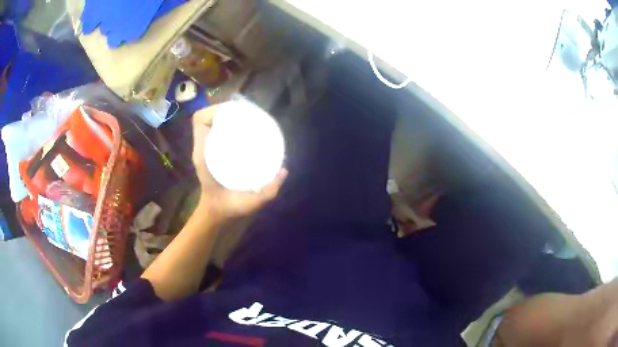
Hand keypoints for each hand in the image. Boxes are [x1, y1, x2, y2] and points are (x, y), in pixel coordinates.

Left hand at [192, 106, 286, 218]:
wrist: (217, 214)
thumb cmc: (228, 207)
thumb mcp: (249, 203)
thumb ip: (268, 190)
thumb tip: (284, 170)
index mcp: (203, 156)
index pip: (200, 122)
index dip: (213, 110)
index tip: (234, 112)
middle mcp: (202, 149)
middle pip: (206, 118)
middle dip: (224, 110)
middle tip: (246, 114)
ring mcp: (205, 150)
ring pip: (210, 123)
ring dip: (226, 116)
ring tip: (247, 118)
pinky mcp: (212, 153)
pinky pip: (215, 132)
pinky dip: (227, 126)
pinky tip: (245, 130)